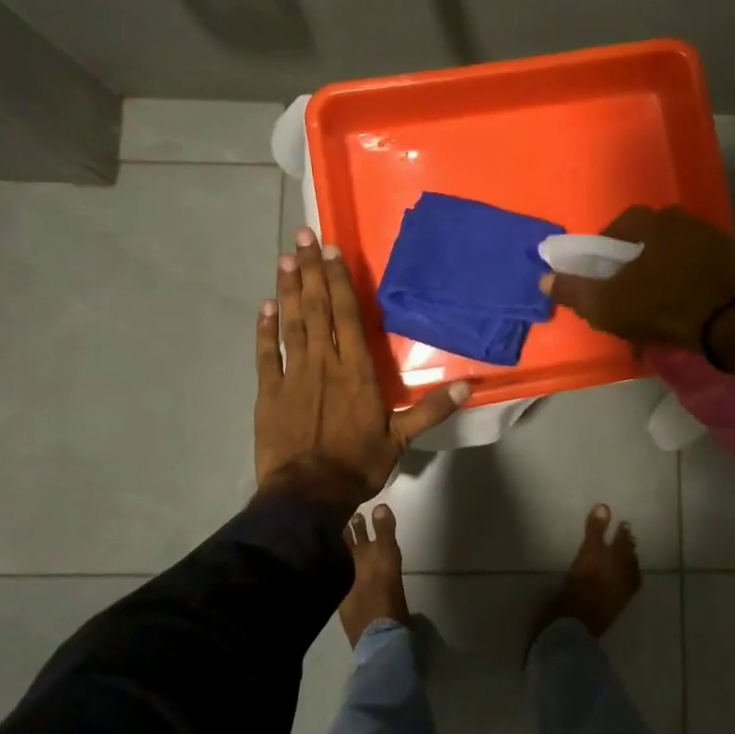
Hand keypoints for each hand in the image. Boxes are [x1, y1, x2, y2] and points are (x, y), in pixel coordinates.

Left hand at [256, 227, 469, 505]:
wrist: (306, 497)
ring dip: (288, 290)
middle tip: (302, 236)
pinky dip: (264, 330)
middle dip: (311, 271)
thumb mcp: (401, 439)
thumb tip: (470, 385)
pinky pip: (266, 354)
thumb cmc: (357, 465)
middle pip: (317, 309)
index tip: (332, 250)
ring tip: (284, 259)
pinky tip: (265, 307)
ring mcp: (292, 375)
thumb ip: (432, 409)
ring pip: (291, 324)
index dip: (340, 281)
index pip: (348, 315)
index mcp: (356, 370)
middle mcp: (323, 363)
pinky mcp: (268, 392)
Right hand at [540, 205, 734, 352]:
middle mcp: (685, 221)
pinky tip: (683, 309)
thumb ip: (573, 291)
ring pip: (677, 255)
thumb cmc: (661, 306)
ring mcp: (715, 241)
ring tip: (654, 304)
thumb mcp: (607, 304)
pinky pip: (701, 271)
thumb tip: (544, 279)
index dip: (605, 247)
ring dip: (663, 274)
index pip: (621, 224)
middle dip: (636, 262)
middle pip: (651, 239)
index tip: (600, 272)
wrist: (731, 324)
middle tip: (626, 290)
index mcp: (654, 223)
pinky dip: (689, 285)